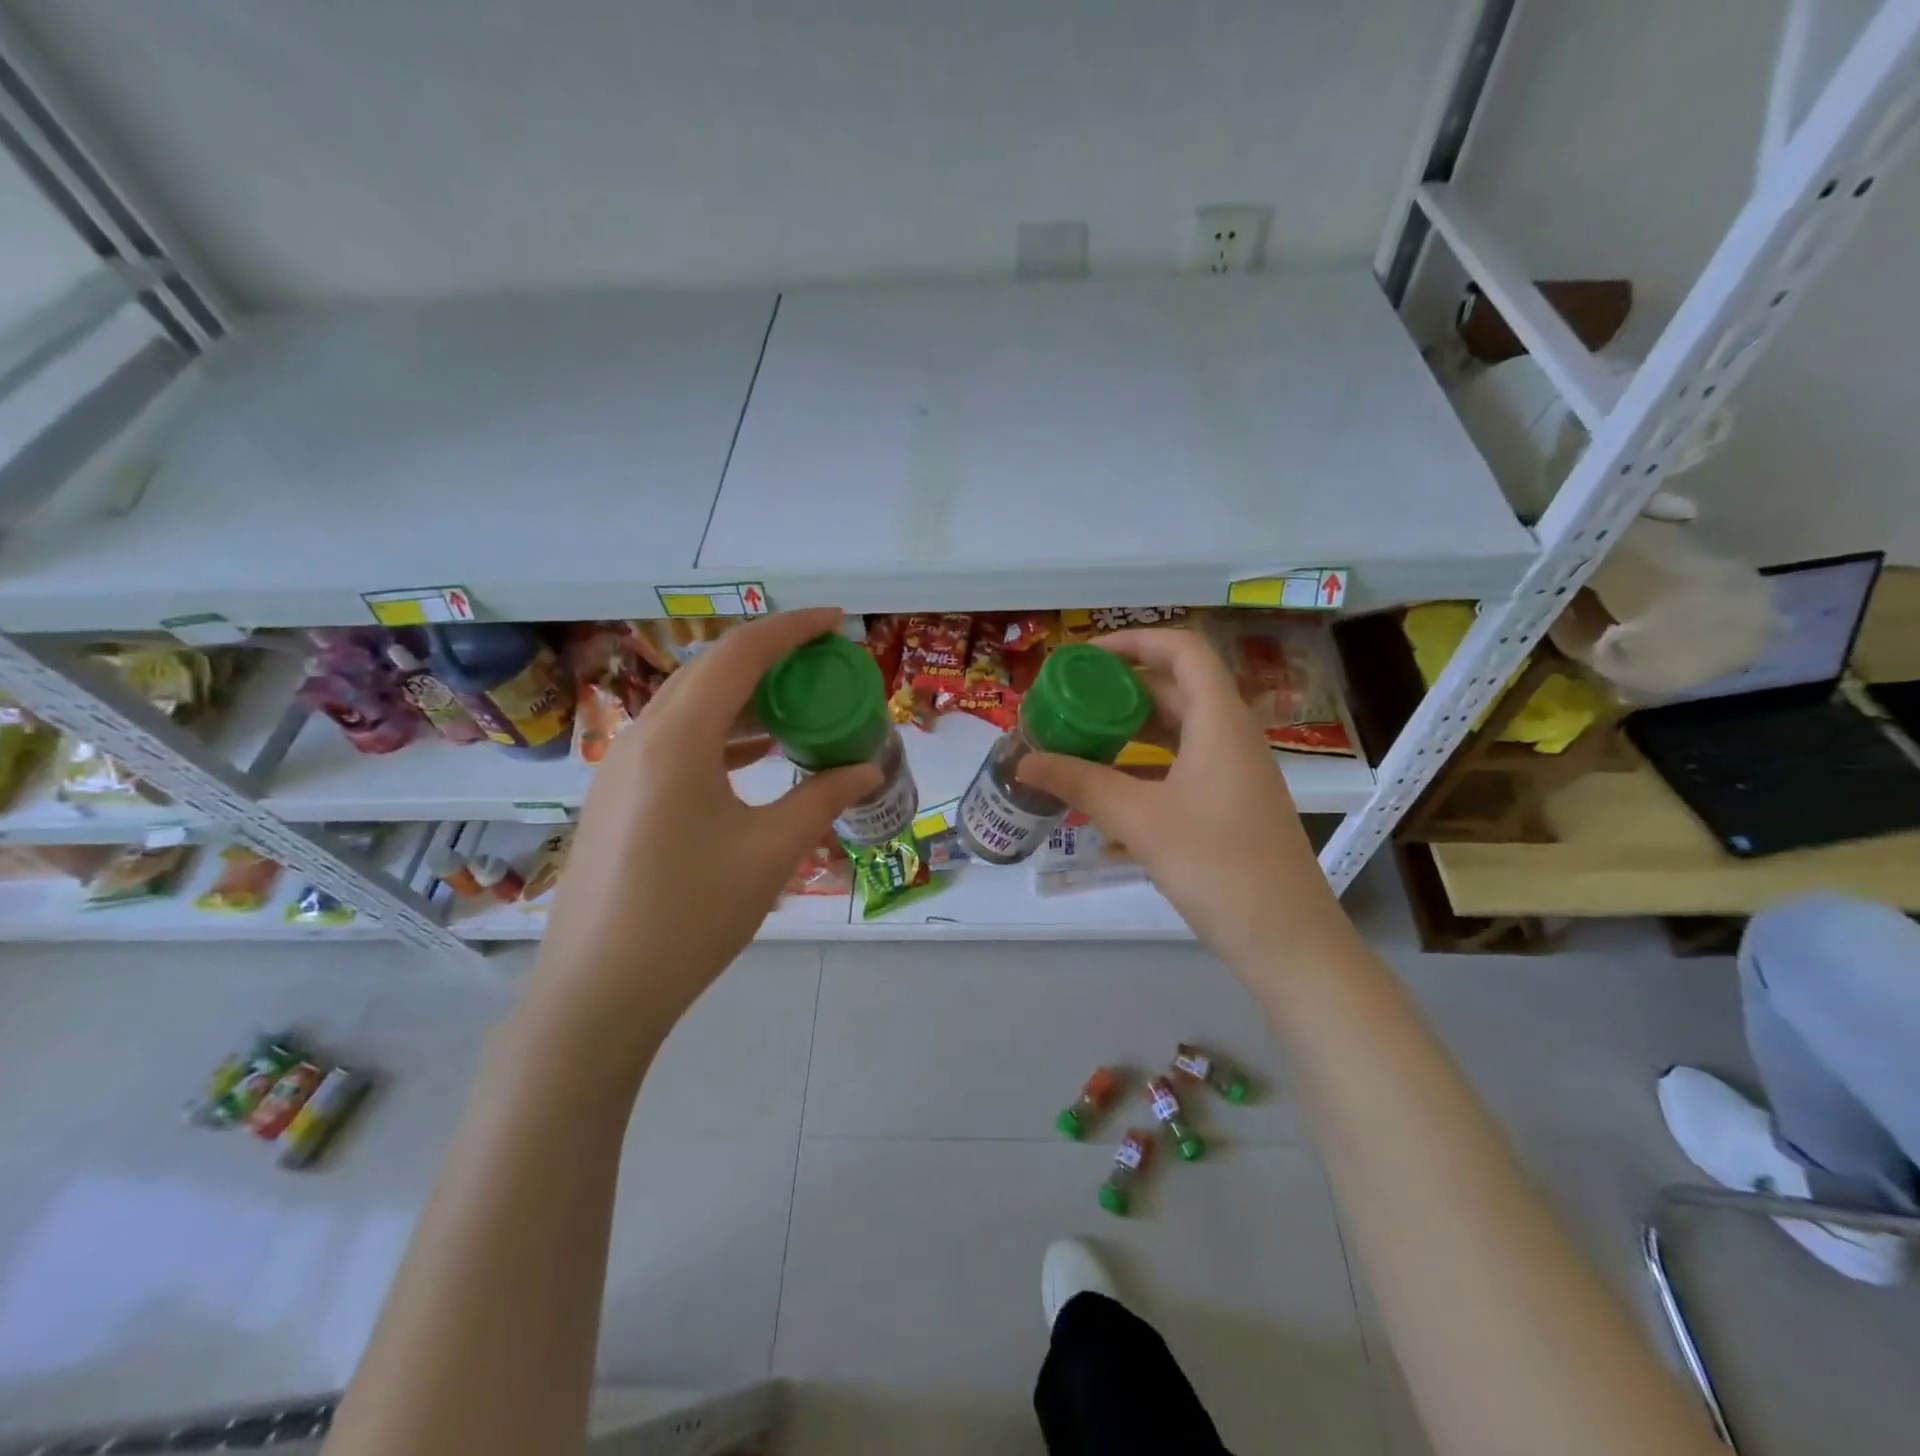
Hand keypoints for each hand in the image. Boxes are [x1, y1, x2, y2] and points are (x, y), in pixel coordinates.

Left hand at [526, 610, 881, 1066]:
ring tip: (796, 707)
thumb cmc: (692, 914)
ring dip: (744, 698)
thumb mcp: (772, 851)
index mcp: (678, 737)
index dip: (791, 629)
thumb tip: (867, 769)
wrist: (598, 992)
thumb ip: (823, 798)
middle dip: (769, 658)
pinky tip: (755, 756)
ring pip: (690, 707)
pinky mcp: (617, 797)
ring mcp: (621, 768)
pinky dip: (720, 735)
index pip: (740, 654)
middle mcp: (642, 736)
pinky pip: (675, 742)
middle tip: (821, 665)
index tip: (835, 621)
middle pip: (710, 671)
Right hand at [1017, 628, 1347, 969]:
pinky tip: (1106, 781)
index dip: (1134, 641)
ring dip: (1129, 726)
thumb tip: (1023, 761)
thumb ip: (1080, 783)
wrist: (1287, 940)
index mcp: (1220, 721)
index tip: (1083, 658)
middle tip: (1068, 699)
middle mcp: (1231, 736)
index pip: (1182, 650)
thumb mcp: (1140, 820)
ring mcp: (1233, 772)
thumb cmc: (1217, 865)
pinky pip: (1181, 762)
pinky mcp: (1229, 804)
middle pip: (1175, 687)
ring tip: (1078, 734)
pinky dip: (1143, 761)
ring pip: (1177, 728)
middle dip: (1120, 687)